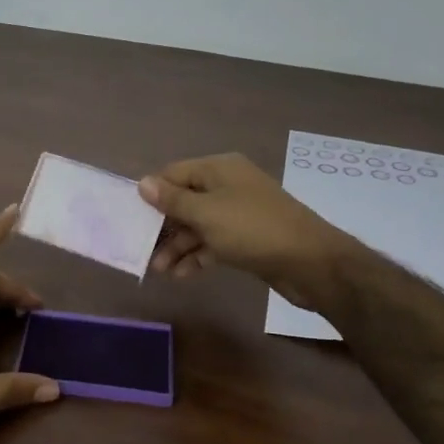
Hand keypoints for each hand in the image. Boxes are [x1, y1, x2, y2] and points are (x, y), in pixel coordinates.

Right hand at [138, 153, 351, 306]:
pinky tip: (182, 275)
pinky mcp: (247, 238)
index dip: (153, 194)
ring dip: (178, 246)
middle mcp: (228, 186)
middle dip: (163, 226)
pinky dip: (198, 256)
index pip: (174, 173)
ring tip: (159, 270)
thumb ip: (172, 200)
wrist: (310, 262)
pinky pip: (213, 242)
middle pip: (185, 201)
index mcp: (219, 169)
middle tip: (143, 250)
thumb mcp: (206, 213)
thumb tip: (143, 183)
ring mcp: (239, 213)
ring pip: (198, 225)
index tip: (132, 218)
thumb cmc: (252, 229)